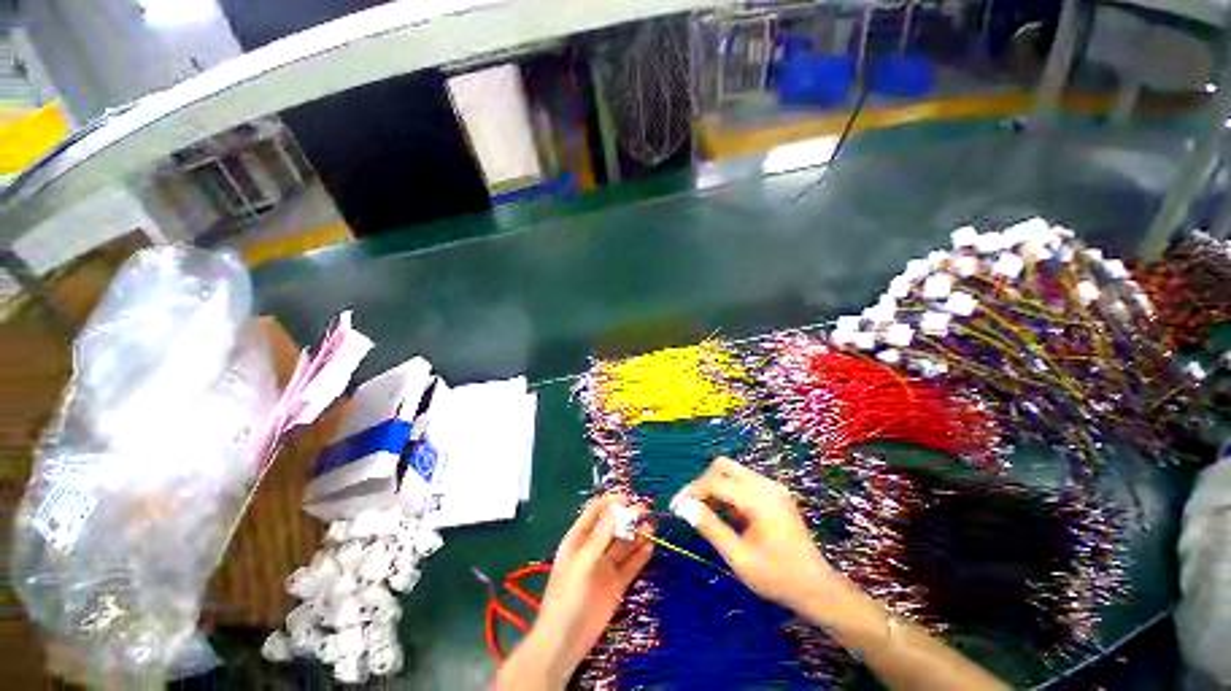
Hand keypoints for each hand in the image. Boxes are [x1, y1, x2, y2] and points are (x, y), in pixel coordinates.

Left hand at [497, 495, 652, 687]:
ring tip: (652, 526)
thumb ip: (602, 535)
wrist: (564, 643)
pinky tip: (651, 546)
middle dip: (628, 518)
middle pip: (613, 527)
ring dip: (637, 535)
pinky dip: (640, 555)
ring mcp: (605, 567)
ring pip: (624, 545)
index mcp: (578, 539)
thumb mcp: (584, 561)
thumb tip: (620, 509)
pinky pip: (630, 565)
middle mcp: (593, 549)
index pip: (596, 512)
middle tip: (646, 512)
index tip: (629, 497)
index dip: (611, 502)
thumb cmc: (568, 597)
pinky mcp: (616, 585)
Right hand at [673, 458, 842, 613]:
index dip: (692, 490)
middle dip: (702, 482)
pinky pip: (743, 481)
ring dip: (714, 485)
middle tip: (690, 505)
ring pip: (732, 470)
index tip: (676, 507)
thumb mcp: (739, 557)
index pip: (715, 480)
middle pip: (723, 466)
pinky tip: (723, 512)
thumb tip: (683, 506)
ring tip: (703, 510)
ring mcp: (772, 486)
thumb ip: (710, 527)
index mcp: (759, 499)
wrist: (817, 588)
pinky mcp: (774, 492)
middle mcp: (766, 484)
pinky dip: (727, 490)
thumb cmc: (777, 577)